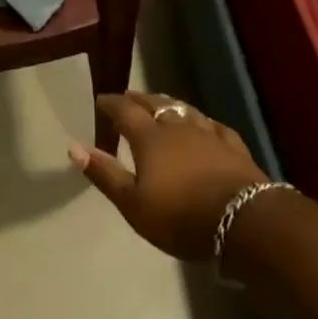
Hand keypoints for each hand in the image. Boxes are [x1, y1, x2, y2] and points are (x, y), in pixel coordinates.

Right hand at [68, 92, 267, 259]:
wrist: (244, 220)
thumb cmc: (181, 216)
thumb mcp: (134, 204)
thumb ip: (105, 174)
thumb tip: (74, 146)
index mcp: (149, 138)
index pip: (124, 110)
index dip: (110, 103)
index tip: (100, 100)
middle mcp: (177, 126)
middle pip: (155, 103)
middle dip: (138, 99)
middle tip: (127, 97)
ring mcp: (208, 133)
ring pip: (184, 109)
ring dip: (169, 105)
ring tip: (161, 104)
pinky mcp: (233, 146)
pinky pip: (214, 126)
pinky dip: (203, 122)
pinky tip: (204, 125)